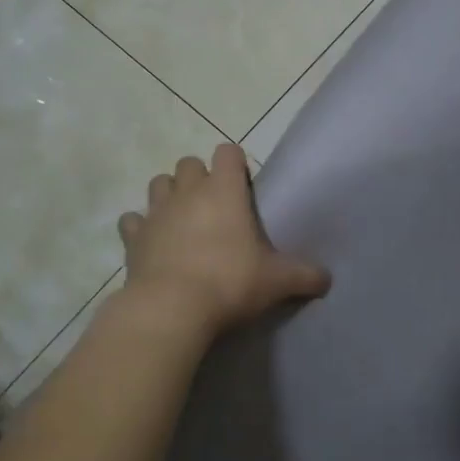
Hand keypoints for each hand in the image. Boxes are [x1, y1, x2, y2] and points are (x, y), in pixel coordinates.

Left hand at [118, 143, 329, 335]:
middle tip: (214, 206)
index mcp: (224, 190)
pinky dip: (140, 227)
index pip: (228, 152)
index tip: (243, 186)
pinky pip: (132, 221)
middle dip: (199, 177)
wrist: (171, 309)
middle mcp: (188, 192)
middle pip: (188, 163)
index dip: (235, 163)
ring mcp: (156, 212)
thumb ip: (304, 275)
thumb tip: (327, 280)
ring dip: (169, 194)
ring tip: (182, 218)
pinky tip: (151, 242)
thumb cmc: (229, 282)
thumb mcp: (276, 281)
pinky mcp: (132, 238)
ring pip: (158, 183)